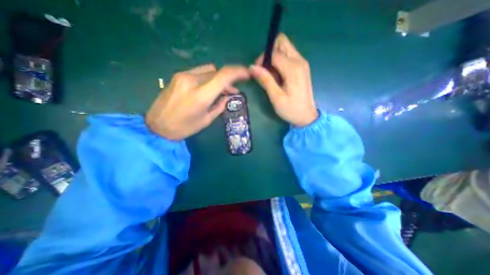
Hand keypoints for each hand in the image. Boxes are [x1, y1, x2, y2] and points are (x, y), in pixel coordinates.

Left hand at [145, 64, 248, 140]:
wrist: (157, 126)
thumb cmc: (184, 127)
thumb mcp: (206, 120)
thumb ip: (220, 106)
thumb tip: (228, 97)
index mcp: (201, 95)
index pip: (223, 76)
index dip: (238, 72)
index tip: (246, 74)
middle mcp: (192, 80)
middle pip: (217, 72)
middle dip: (227, 80)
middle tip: (231, 92)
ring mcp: (183, 76)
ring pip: (208, 70)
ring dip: (217, 78)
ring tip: (220, 91)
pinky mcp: (178, 76)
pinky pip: (199, 72)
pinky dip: (207, 78)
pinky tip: (207, 88)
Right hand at [249, 33, 317, 126]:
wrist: (307, 116)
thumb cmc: (291, 109)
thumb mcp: (276, 97)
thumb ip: (265, 80)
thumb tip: (252, 67)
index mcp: (293, 68)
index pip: (274, 52)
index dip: (262, 59)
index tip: (257, 72)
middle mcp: (299, 61)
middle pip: (282, 43)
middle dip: (269, 53)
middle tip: (265, 71)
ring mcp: (302, 63)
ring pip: (285, 49)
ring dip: (274, 58)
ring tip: (271, 76)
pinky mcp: (302, 68)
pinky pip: (288, 57)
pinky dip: (280, 63)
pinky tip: (278, 77)